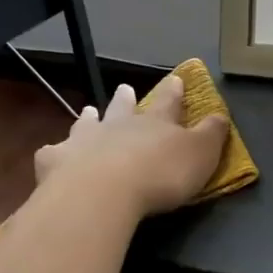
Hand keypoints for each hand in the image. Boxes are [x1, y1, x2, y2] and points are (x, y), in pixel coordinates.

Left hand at [33, 75, 229, 218]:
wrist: (102, 193)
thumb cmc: (160, 174)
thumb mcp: (201, 155)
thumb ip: (212, 134)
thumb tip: (221, 115)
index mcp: (155, 123)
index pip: (168, 102)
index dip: (174, 91)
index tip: (176, 79)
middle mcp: (118, 126)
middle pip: (122, 108)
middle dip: (126, 99)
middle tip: (124, 88)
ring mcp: (84, 141)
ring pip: (87, 123)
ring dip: (89, 118)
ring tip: (88, 111)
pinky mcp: (56, 162)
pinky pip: (53, 153)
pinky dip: (54, 153)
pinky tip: (51, 156)